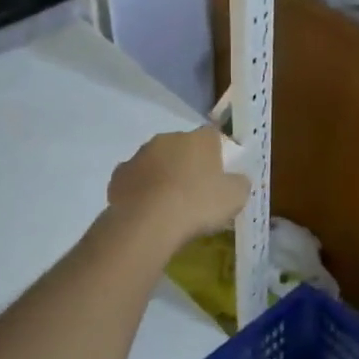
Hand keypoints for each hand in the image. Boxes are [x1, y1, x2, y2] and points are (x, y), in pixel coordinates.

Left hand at [107, 127, 250, 250]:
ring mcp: (140, 155)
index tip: (218, 174)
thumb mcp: (235, 197)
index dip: (217, 153)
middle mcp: (168, 139)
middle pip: (182, 147)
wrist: (148, 223)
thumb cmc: (198, 205)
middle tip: (194, 190)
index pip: (213, 135)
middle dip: (187, 163)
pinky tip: (147, 210)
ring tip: (168, 204)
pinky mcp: (119, 175)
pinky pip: (135, 179)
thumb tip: (237, 179)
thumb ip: (239, 183)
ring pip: (156, 162)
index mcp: (199, 139)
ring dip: (162, 175)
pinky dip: (141, 190)